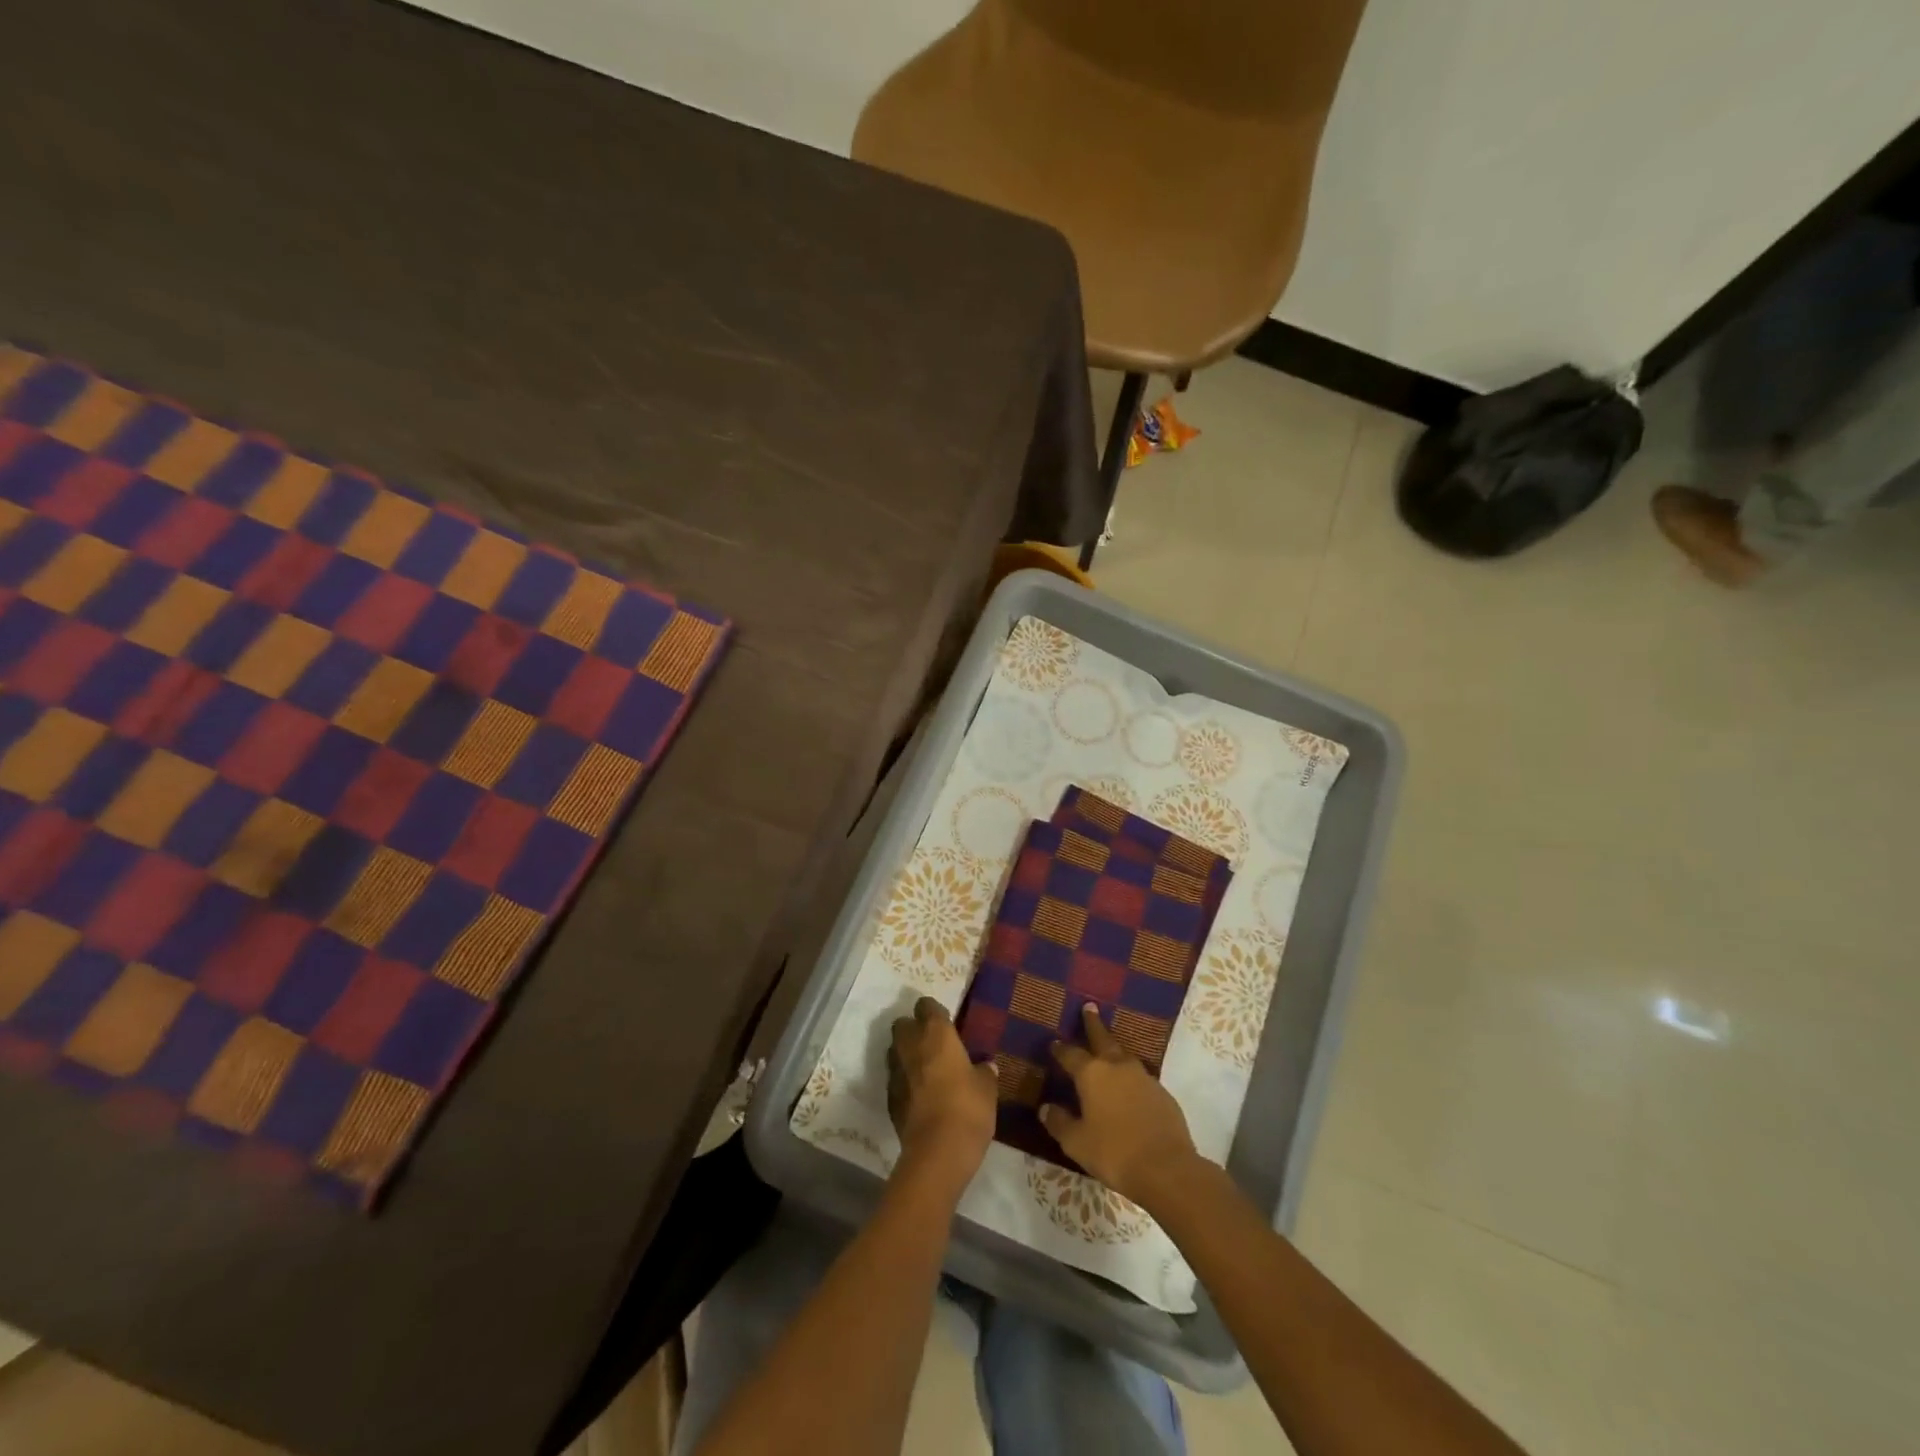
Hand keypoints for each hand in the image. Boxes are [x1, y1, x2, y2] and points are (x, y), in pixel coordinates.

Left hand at [887, 998, 997, 1195]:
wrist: (937, 1152)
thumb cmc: (968, 1108)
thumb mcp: (987, 1088)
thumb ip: (985, 1072)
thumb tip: (986, 1066)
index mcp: (936, 1034)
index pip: (926, 1006)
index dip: (934, 1012)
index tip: (946, 1022)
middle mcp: (911, 1045)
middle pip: (902, 1024)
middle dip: (913, 1029)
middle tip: (932, 1044)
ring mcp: (896, 1072)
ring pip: (895, 1051)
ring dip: (905, 1054)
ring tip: (924, 1069)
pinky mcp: (889, 1098)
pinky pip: (895, 1079)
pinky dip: (904, 1081)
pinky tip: (918, 1095)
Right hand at [1044, 1004, 1199, 1208]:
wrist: (1166, 1168)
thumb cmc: (1114, 1153)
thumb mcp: (1076, 1142)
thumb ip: (1059, 1123)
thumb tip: (1046, 1108)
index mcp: (1092, 1074)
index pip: (1071, 1054)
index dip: (1061, 1049)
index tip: (1054, 1043)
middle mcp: (1117, 1067)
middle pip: (1103, 1038)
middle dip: (1093, 1024)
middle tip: (1089, 1007)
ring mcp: (1144, 1077)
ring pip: (1124, 1056)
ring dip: (1114, 1050)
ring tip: (1109, 1049)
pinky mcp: (1163, 1093)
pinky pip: (1141, 1078)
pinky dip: (1131, 1077)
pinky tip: (1130, 1088)